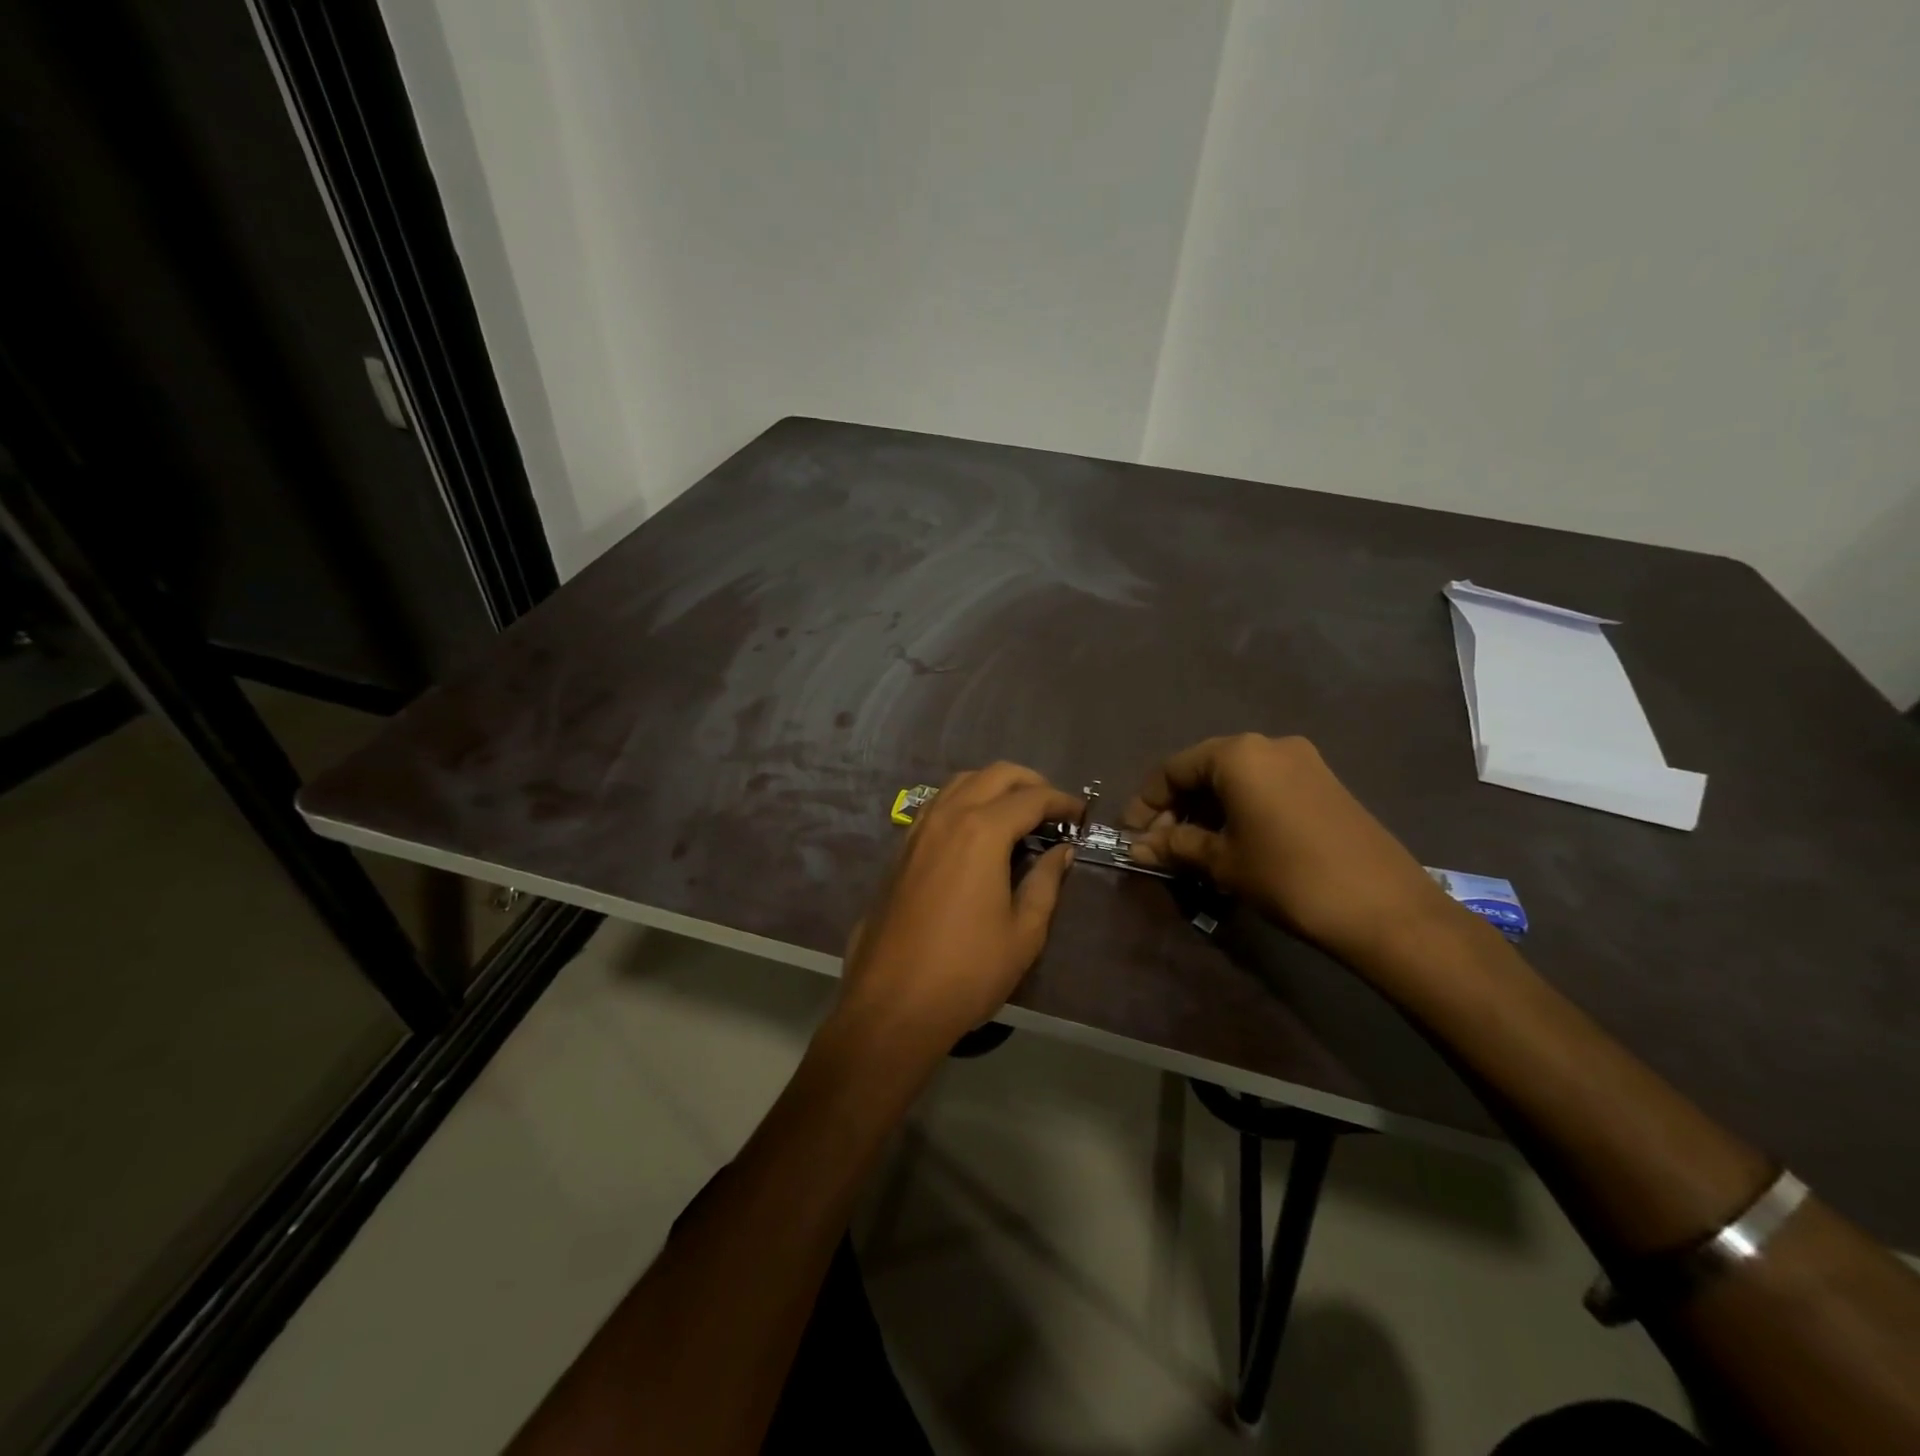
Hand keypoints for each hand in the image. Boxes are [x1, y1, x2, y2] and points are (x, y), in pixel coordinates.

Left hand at [838, 764, 1079, 1053]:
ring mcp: (917, 830)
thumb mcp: (1023, 932)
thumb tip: (1061, 853)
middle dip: (1029, 782)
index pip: (1031, 798)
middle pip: (994, 775)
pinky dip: (964, 802)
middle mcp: (947, 817)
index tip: (1080, 816)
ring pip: (960, 783)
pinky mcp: (900, 849)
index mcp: (981, 831)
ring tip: (1018, 815)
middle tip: (1053, 809)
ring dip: (994, 787)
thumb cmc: (967, 971)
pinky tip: (977, 833)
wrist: (893, 1004)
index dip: (1062, 802)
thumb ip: (1046, 883)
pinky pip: (938, 805)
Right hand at [1122, 734, 1455, 969]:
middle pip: (1205, 770)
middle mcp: (1269, 745)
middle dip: (1177, 808)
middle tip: (1161, 847)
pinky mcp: (1324, 784)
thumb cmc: (1288, 876)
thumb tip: (1137, 847)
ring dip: (1207, 812)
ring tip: (1194, 851)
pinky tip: (1234, 845)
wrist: (1384, 908)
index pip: (1173, 769)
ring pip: (1236, 780)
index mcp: (1239, 754)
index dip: (1146, 803)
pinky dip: (1239, 811)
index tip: (1132, 836)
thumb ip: (1175, 846)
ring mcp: (1303, 762)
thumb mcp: (1222, 862)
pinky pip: (1265, 788)